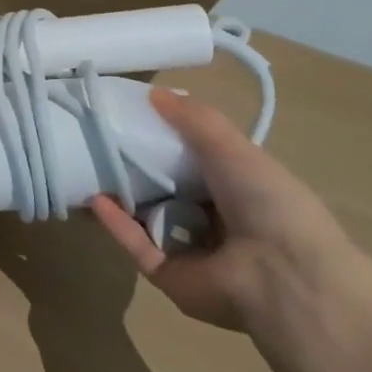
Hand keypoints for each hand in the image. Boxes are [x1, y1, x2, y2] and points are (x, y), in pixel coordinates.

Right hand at [90, 88, 363, 333]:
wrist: (284, 278)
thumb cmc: (270, 205)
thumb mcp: (235, 150)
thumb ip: (195, 120)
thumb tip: (153, 93)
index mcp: (241, 192)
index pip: (197, 163)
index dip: (166, 141)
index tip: (131, 119)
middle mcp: (217, 222)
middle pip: (167, 190)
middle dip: (136, 169)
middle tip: (100, 142)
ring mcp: (191, 251)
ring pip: (146, 218)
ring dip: (120, 196)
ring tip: (87, 167)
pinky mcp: (168, 275)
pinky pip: (136, 244)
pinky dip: (115, 223)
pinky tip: (96, 200)